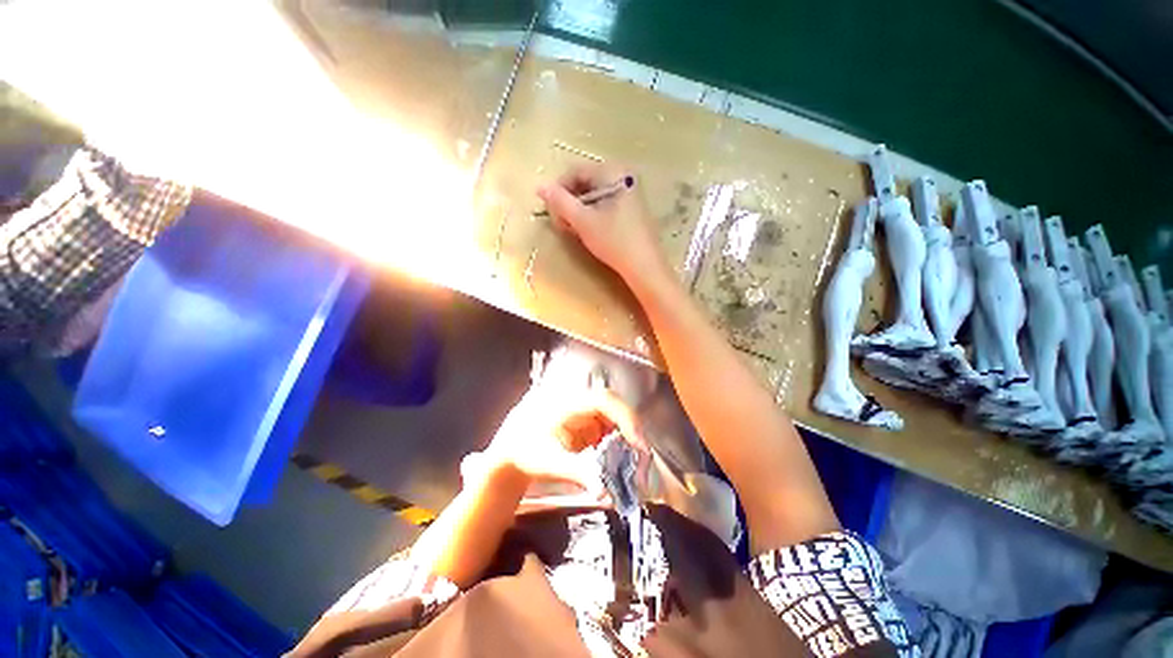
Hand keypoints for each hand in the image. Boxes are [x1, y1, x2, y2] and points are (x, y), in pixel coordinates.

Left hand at [470, 385, 645, 494]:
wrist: (510, 455)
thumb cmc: (523, 452)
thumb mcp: (549, 462)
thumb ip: (578, 472)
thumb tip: (607, 489)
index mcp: (568, 402)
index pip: (605, 400)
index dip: (627, 418)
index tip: (639, 445)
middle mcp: (580, 403)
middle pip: (616, 411)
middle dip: (633, 437)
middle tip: (642, 466)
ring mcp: (585, 414)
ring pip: (617, 424)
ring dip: (628, 446)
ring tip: (635, 473)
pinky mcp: (587, 427)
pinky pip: (610, 435)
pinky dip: (618, 452)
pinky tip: (620, 469)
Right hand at [537, 163, 663, 284]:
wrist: (645, 266)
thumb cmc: (614, 241)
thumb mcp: (583, 221)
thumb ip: (560, 202)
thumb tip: (540, 186)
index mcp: (613, 171)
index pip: (575, 172)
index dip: (558, 191)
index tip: (551, 213)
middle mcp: (624, 175)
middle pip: (585, 182)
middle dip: (569, 203)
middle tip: (563, 225)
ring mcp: (630, 191)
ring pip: (594, 195)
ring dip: (579, 211)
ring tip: (575, 230)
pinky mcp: (632, 206)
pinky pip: (605, 203)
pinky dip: (593, 215)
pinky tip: (590, 231)